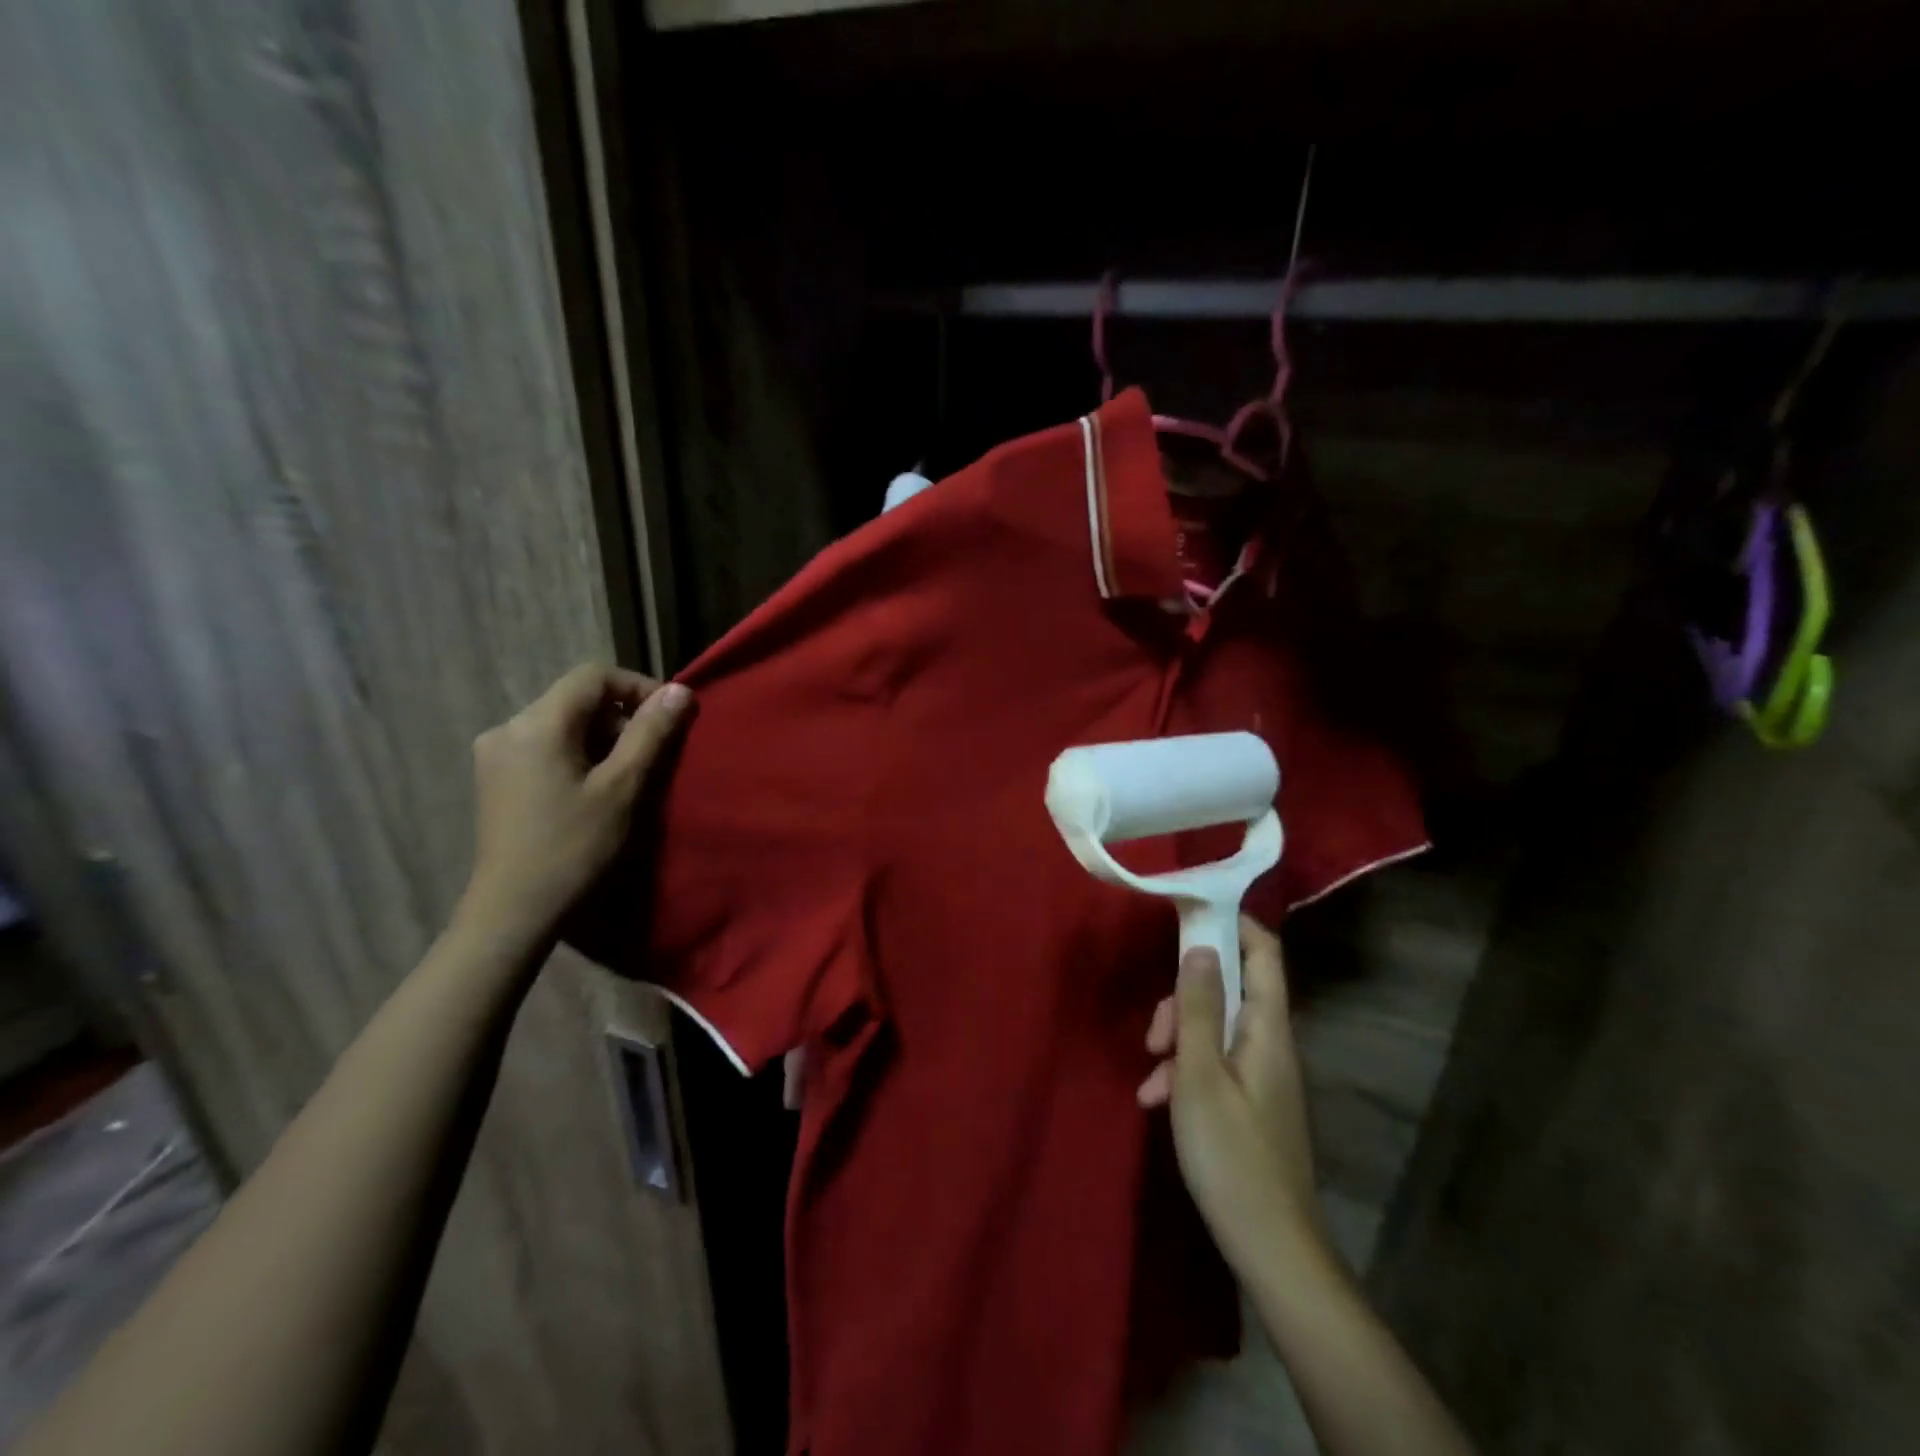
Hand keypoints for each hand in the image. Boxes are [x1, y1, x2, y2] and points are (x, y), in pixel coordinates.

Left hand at [463, 665, 692, 940]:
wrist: (514, 911)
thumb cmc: (574, 847)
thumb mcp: (623, 787)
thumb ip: (651, 733)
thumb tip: (680, 691)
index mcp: (537, 724)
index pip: (594, 676)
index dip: (638, 687)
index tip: (669, 719)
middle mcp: (508, 727)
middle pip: (577, 698)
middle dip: (621, 717)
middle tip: (651, 756)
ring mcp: (496, 753)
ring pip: (563, 722)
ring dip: (602, 738)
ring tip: (626, 776)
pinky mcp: (495, 776)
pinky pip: (546, 744)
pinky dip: (578, 753)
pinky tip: (593, 788)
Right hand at [1138, 917, 1327, 1277]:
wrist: (1271, 1246)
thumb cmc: (1231, 1154)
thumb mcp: (1200, 1074)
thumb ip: (1198, 1008)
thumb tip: (1201, 947)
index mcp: (1268, 1029)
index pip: (1264, 952)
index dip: (1232, 925)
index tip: (1187, 918)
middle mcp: (1271, 1043)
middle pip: (1229, 990)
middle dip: (1184, 999)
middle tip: (1154, 1033)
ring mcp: (1262, 1075)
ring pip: (1215, 1028)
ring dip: (1178, 1040)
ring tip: (1149, 1075)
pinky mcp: (1251, 1103)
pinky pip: (1214, 1065)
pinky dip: (1185, 1071)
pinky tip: (1156, 1099)